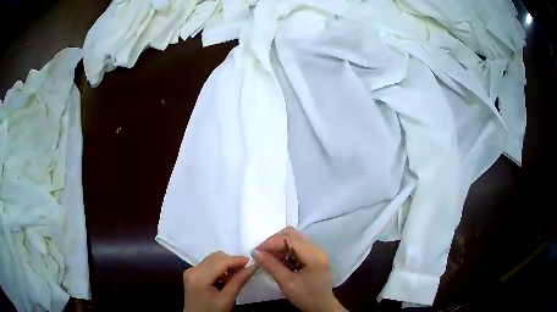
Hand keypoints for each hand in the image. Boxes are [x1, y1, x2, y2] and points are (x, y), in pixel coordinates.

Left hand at [183, 251, 256, 311]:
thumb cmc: (212, 311)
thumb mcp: (227, 299)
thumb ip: (238, 281)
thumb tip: (252, 267)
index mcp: (199, 277)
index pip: (220, 262)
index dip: (236, 260)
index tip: (251, 262)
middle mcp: (193, 269)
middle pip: (216, 257)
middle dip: (231, 262)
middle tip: (244, 271)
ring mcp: (191, 270)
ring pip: (213, 259)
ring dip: (226, 264)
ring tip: (235, 276)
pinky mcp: (192, 273)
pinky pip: (208, 265)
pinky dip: (220, 268)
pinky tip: (226, 278)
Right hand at [253, 227, 345, 311]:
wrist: (322, 307)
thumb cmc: (306, 297)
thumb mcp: (287, 283)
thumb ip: (271, 266)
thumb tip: (255, 252)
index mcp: (314, 255)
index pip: (290, 238)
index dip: (271, 242)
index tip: (257, 252)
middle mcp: (317, 249)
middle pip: (293, 234)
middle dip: (274, 241)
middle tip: (262, 253)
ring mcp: (317, 252)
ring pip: (294, 239)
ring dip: (279, 246)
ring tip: (269, 258)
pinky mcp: (314, 257)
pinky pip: (297, 247)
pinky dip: (285, 251)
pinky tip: (279, 261)